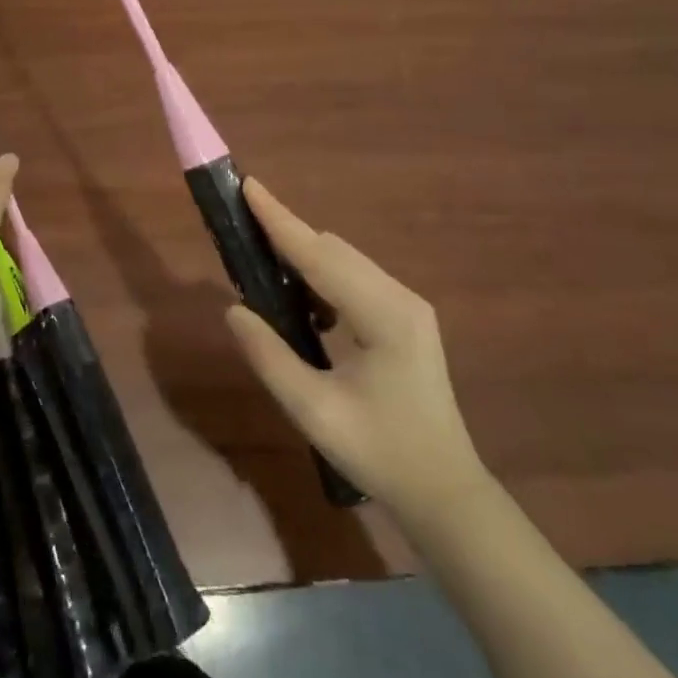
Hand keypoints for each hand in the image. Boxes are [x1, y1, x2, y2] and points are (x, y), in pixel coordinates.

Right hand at [225, 180, 484, 512]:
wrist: (444, 491)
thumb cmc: (380, 454)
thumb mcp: (314, 411)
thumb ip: (270, 357)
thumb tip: (234, 310)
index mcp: (384, 315)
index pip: (320, 255)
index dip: (280, 220)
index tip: (248, 186)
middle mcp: (400, 297)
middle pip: (334, 250)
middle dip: (287, 236)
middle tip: (241, 236)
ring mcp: (407, 306)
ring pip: (344, 261)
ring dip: (303, 258)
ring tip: (262, 269)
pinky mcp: (404, 318)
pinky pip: (354, 280)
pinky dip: (321, 278)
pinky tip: (302, 305)